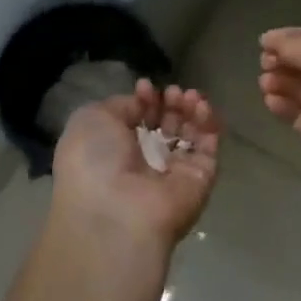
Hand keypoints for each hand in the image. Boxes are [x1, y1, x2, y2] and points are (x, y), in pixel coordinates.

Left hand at [51, 79, 220, 257]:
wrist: (117, 212)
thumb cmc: (94, 163)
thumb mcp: (91, 120)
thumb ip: (120, 105)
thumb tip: (142, 101)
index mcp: (114, 152)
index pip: (139, 121)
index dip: (145, 101)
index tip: (146, 87)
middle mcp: (145, 164)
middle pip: (167, 125)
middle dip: (172, 103)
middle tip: (173, 92)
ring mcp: (174, 173)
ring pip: (191, 133)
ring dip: (192, 109)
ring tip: (189, 96)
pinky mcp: (201, 179)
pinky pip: (209, 147)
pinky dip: (208, 123)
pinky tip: (201, 107)